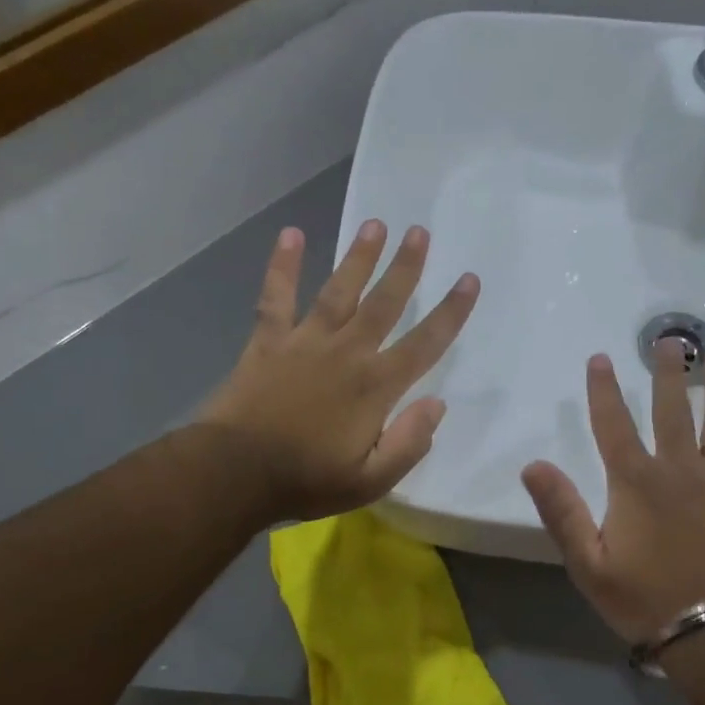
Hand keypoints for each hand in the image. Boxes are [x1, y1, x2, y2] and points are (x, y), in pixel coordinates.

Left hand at [198, 221, 479, 521]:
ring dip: (359, 257)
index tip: (468, 280)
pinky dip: (282, 265)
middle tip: (420, 231)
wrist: (235, 473)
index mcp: (376, 386)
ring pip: (339, 290)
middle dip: (406, 267)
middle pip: (384, 302)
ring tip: (376, 224)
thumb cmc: (307, 480)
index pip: (425, 343)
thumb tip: (437, 404)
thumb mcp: (371, 481)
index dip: (451, 311)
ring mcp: (306, 341)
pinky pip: (276, 297)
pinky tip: (290, 234)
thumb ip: (409, 443)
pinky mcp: (268, 341)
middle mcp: (347, 352)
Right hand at [522, 345, 704, 643]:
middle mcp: (681, 470)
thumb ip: (562, 511)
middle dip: (668, 374)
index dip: (604, 390)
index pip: (614, 425)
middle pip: (672, 412)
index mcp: (636, 483)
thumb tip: (533, 464)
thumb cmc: (647, 599)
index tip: (601, 358)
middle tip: (670, 341)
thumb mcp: (589, 563)